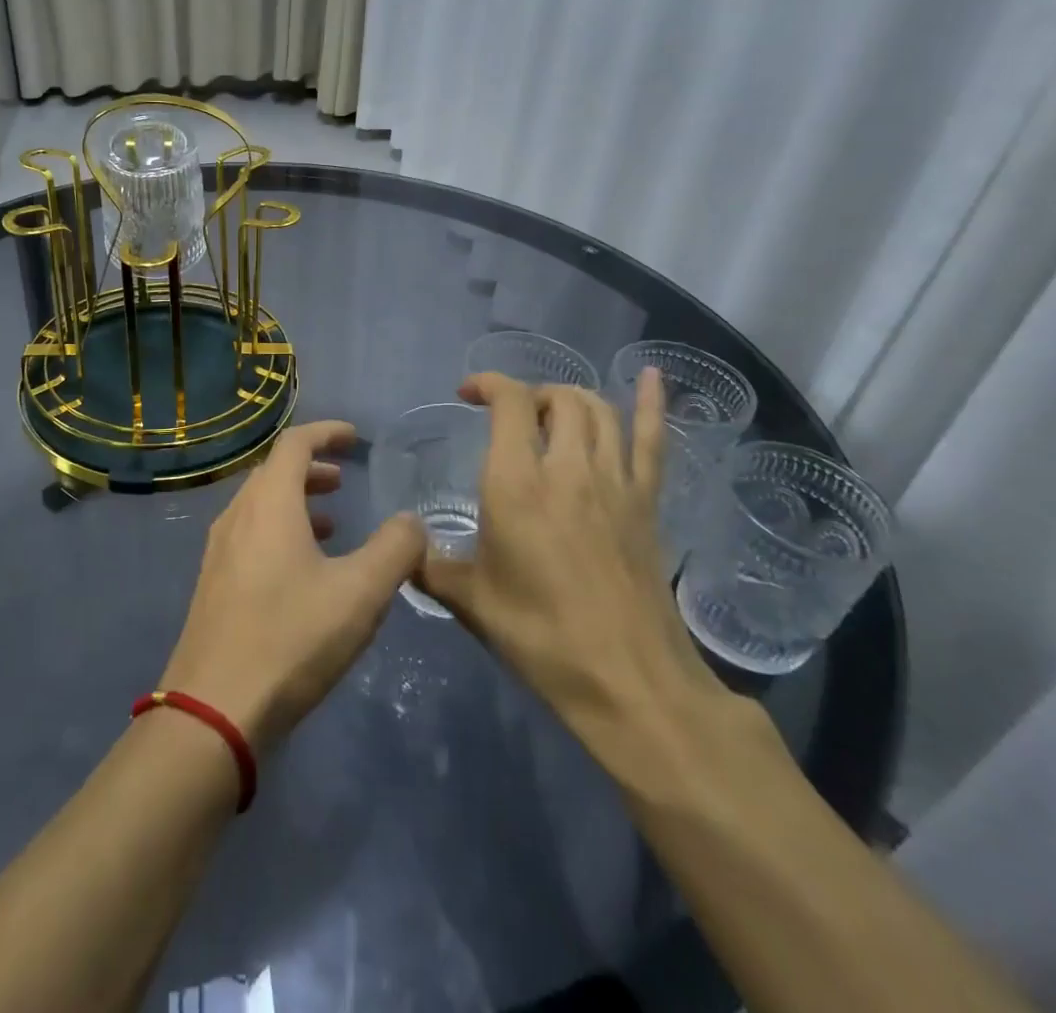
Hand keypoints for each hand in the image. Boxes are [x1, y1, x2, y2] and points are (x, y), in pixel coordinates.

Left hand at [160, 421, 425, 752]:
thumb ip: (395, 549)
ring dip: (295, 501)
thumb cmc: (291, 638)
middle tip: (344, 480)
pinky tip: (301, 569)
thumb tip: (412, 521)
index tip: (355, 438)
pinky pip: (249, 534)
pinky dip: (279, 530)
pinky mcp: (213, 583)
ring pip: (259, 505)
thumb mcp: (360, 593)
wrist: (214, 708)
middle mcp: (237, 515)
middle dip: (311, 468)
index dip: (326, 433)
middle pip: (273, 472)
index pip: (295, 443)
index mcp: (268, 503)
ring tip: (330, 523)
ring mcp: (219, 550)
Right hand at [416, 370, 728, 766]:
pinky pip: (652, 440)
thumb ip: (429, 565)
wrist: (627, 680)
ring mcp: (615, 482)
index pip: (509, 404)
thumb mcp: (469, 600)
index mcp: (517, 484)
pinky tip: (649, 375)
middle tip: (510, 417)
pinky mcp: (647, 503)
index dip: (488, 384)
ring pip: (598, 411)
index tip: (468, 393)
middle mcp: (568, 468)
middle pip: (557, 399)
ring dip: (572, 398)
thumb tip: (402, 549)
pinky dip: (650, 404)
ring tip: (552, 410)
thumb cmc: (540, 636)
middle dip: (529, 395)